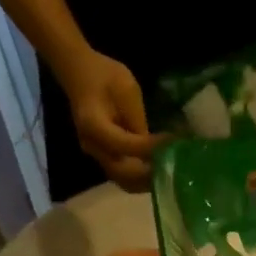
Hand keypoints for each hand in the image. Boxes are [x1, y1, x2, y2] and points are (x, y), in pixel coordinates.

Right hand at [62, 52, 164, 191]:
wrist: (81, 74)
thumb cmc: (105, 76)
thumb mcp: (127, 89)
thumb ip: (137, 120)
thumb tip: (153, 145)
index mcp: (93, 125)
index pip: (124, 145)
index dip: (149, 148)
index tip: (172, 144)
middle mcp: (92, 146)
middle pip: (122, 173)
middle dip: (149, 174)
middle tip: (174, 167)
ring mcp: (95, 154)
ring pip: (122, 180)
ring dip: (146, 181)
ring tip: (170, 172)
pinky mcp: (102, 156)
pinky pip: (122, 175)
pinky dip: (140, 178)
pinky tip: (159, 170)